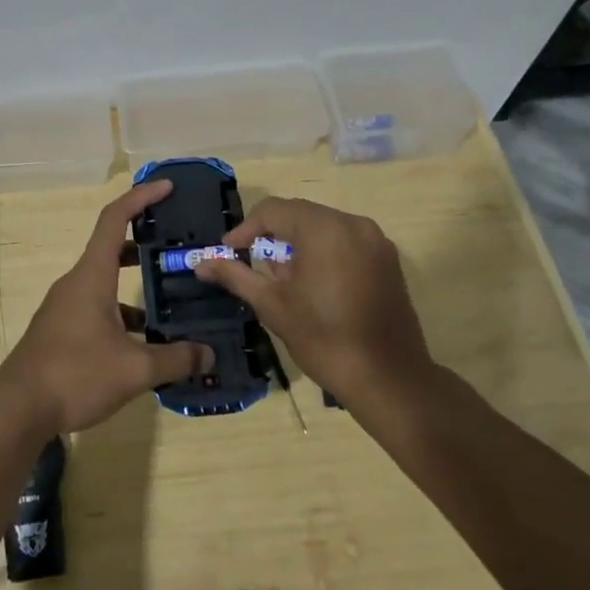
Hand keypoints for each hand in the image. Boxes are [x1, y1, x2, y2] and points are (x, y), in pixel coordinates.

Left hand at [0, 180, 213, 433]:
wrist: (17, 409)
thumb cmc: (74, 375)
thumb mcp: (134, 370)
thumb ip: (175, 359)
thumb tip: (210, 356)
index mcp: (92, 275)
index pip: (115, 218)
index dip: (141, 197)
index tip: (167, 187)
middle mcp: (77, 282)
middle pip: (112, 247)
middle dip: (145, 241)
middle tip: (177, 246)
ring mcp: (65, 306)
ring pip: (106, 281)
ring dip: (135, 283)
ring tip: (171, 296)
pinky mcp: (61, 329)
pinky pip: (97, 306)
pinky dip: (122, 312)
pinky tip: (144, 340)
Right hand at [192, 197, 435, 410]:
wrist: (389, 380)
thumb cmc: (324, 339)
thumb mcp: (272, 304)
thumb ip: (235, 275)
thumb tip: (201, 263)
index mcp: (324, 228)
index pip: (273, 210)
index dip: (245, 229)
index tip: (228, 252)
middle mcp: (353, 223)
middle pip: (300, 215)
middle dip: (272, 236)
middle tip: (253, 265)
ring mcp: (376, 241)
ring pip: (323, 227)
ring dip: (298, 244)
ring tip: (283, 279)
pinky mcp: (388, 260)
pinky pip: (346, 241)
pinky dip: (324, 252)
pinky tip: (315, 285)